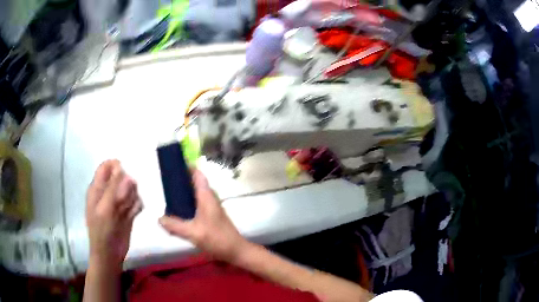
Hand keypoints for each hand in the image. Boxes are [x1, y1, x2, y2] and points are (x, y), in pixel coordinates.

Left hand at [86, 160, 142, 269]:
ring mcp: (118, 203)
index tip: (125, 174)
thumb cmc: (102, 231)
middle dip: (127, 185)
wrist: (109, 254)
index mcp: (97, 188)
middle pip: (121, 177)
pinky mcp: (128, 213)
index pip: (106, 167)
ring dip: (132, 197)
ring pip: (131, 190)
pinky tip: (133, 215)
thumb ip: (113, 189)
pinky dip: (137, 207)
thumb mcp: (105, 209)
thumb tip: (123, 168)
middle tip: (124, 199)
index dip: (116, 166)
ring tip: (128, 210)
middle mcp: (108, 193)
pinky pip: (137, 203)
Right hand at [159, 169, 248, 262]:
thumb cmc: (217, 238)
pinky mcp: (210, 215)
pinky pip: (196, 204)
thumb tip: (159, 218)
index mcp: (206, 196)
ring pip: (195, 194)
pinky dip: (187, 203)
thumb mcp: (193, 233)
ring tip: (167, 195)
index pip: (197, 174)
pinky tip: (177, 211)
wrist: (235, 250)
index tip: (172, 164)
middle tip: (164, 181)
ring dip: (183, 193)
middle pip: (194, 182)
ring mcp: (211, 207)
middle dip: (181, 180)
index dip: (186, 166)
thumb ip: (175, 226)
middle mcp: (209, 198)